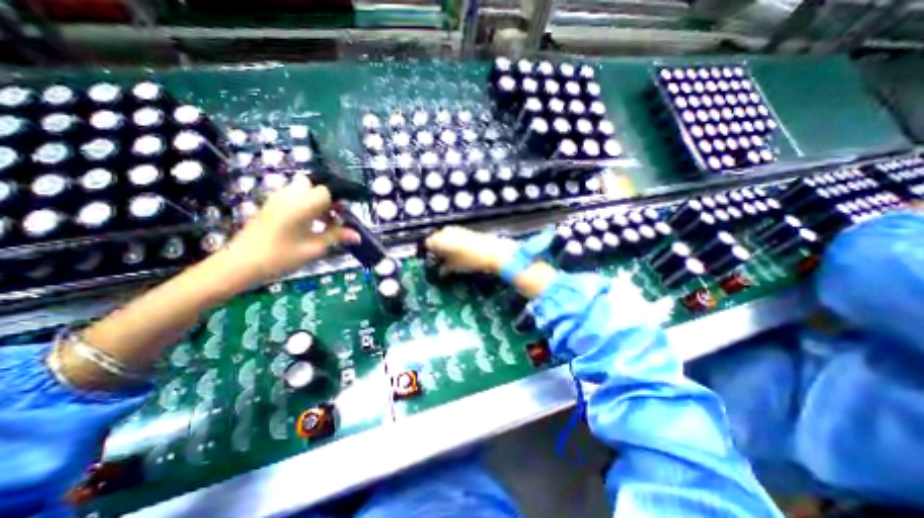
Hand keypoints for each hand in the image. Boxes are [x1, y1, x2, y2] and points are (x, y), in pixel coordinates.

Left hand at [225, 182, 362, 285]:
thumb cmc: (281, 256)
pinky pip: (291, 196)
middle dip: (327, 198)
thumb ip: (337, 236)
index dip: (341, 200)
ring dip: (315, 201)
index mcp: (303, 203)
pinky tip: (306, 224)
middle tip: (333, 217)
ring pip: (302, 189)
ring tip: (321, 222)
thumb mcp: (314, 248)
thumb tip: (358, 235)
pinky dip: (304, 204)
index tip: (346, 214)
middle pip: (314, 185)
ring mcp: (277, 199)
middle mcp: (290, 195)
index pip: (328, 190)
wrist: (240, 264)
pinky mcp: (269, 205)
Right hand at [426, 227, 517, 274]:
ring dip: (446, 246)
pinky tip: (461, 252)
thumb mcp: (454, 267)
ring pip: (445, 237)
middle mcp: (445, 231)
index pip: (427, 245)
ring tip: (452, 258)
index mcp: (438, 240)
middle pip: (436, 239)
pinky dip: (455, 243)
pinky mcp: (466, 229)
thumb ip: (444, 269)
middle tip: (442, 261)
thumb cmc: (469, 260)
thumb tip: (441, 271)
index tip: (434, 262)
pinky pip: (455, 235)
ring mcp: (456, 229)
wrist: (492, 252)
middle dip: (438, 249)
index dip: (430, 254)